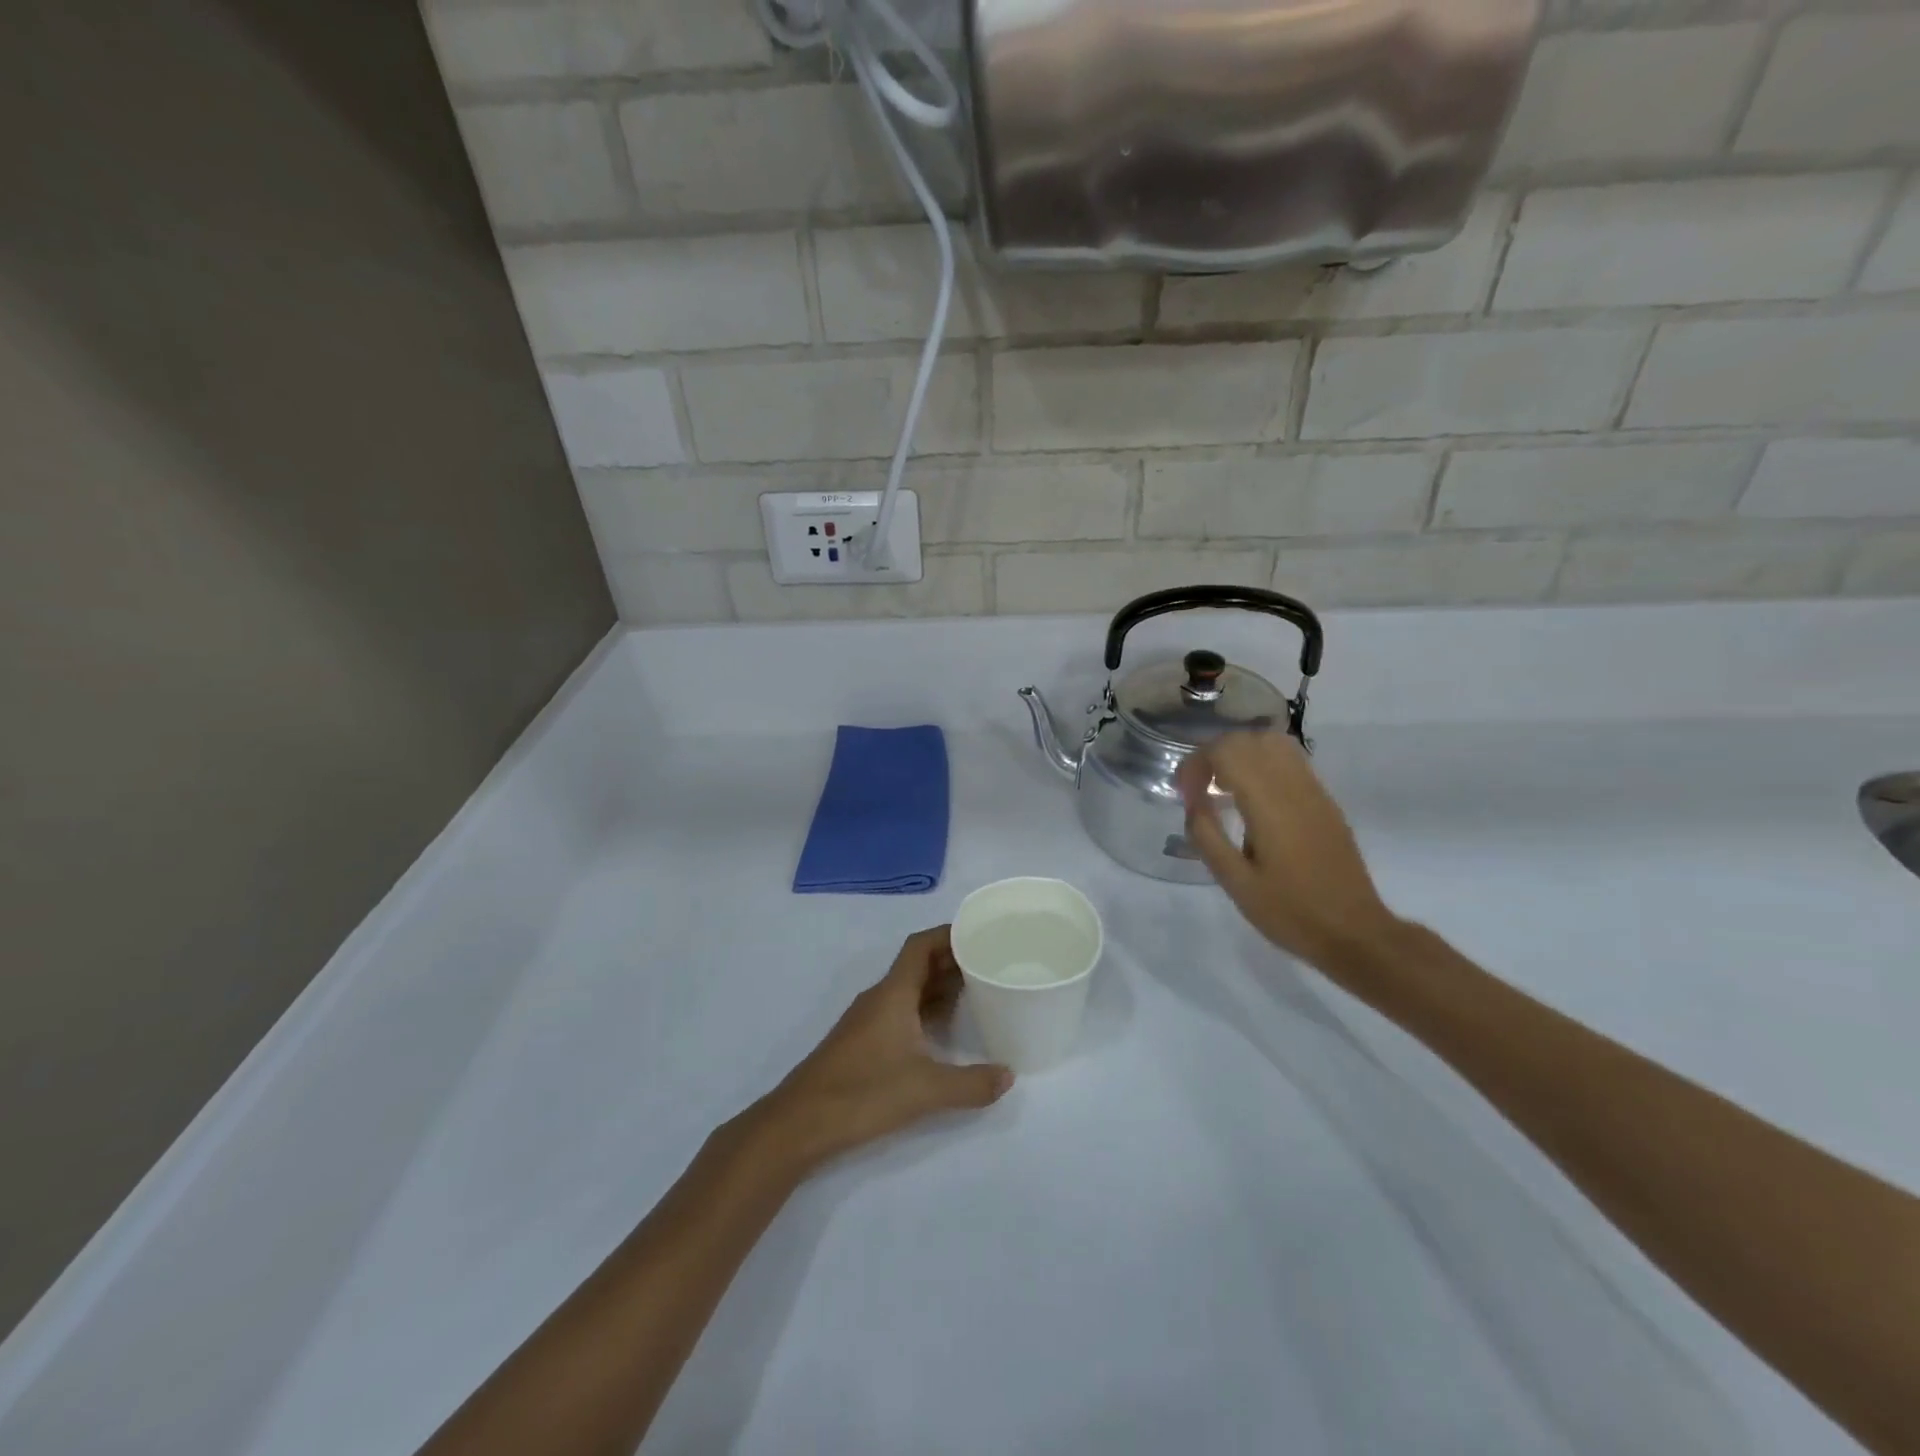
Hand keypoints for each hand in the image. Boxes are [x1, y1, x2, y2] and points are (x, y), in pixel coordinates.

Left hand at [756, 927, 1012, 1172]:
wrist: (800, 1123)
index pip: (921, 945)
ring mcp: (869, 1019)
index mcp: (893, 993)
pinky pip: (901, 1010)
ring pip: (909, 989)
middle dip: (951, 959)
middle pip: (918, 964)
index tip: (980, 932)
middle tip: (989, 961)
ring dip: (939, 985)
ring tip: (977, 990)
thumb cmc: (863, 1092)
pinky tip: (944, 1030)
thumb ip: (971, 1084)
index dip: (949, 933)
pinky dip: (925, 1009)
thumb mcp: (926, 1090)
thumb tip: (1010, 1076)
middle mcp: (880, 998)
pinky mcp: (863, 1042)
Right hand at [1177, 732, 1399, 971]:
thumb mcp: (1235, 882)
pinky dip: (1262, 763)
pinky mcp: (1325, 801)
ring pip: (1273, 742)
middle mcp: (1293, 787)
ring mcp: (1314, 791)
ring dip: (1240, 754)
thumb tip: (1193, 803)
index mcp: (1269, 804)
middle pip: (1248, 739)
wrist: (1354, 933)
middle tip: (1198, 789)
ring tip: (1223, 787)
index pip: (1226, 752)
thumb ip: (1207, 836)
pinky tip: (1252, 798)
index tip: (1185, 794)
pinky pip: (1291, 760)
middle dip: (1214, 754)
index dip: (1197, 764)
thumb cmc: (1290, 912)